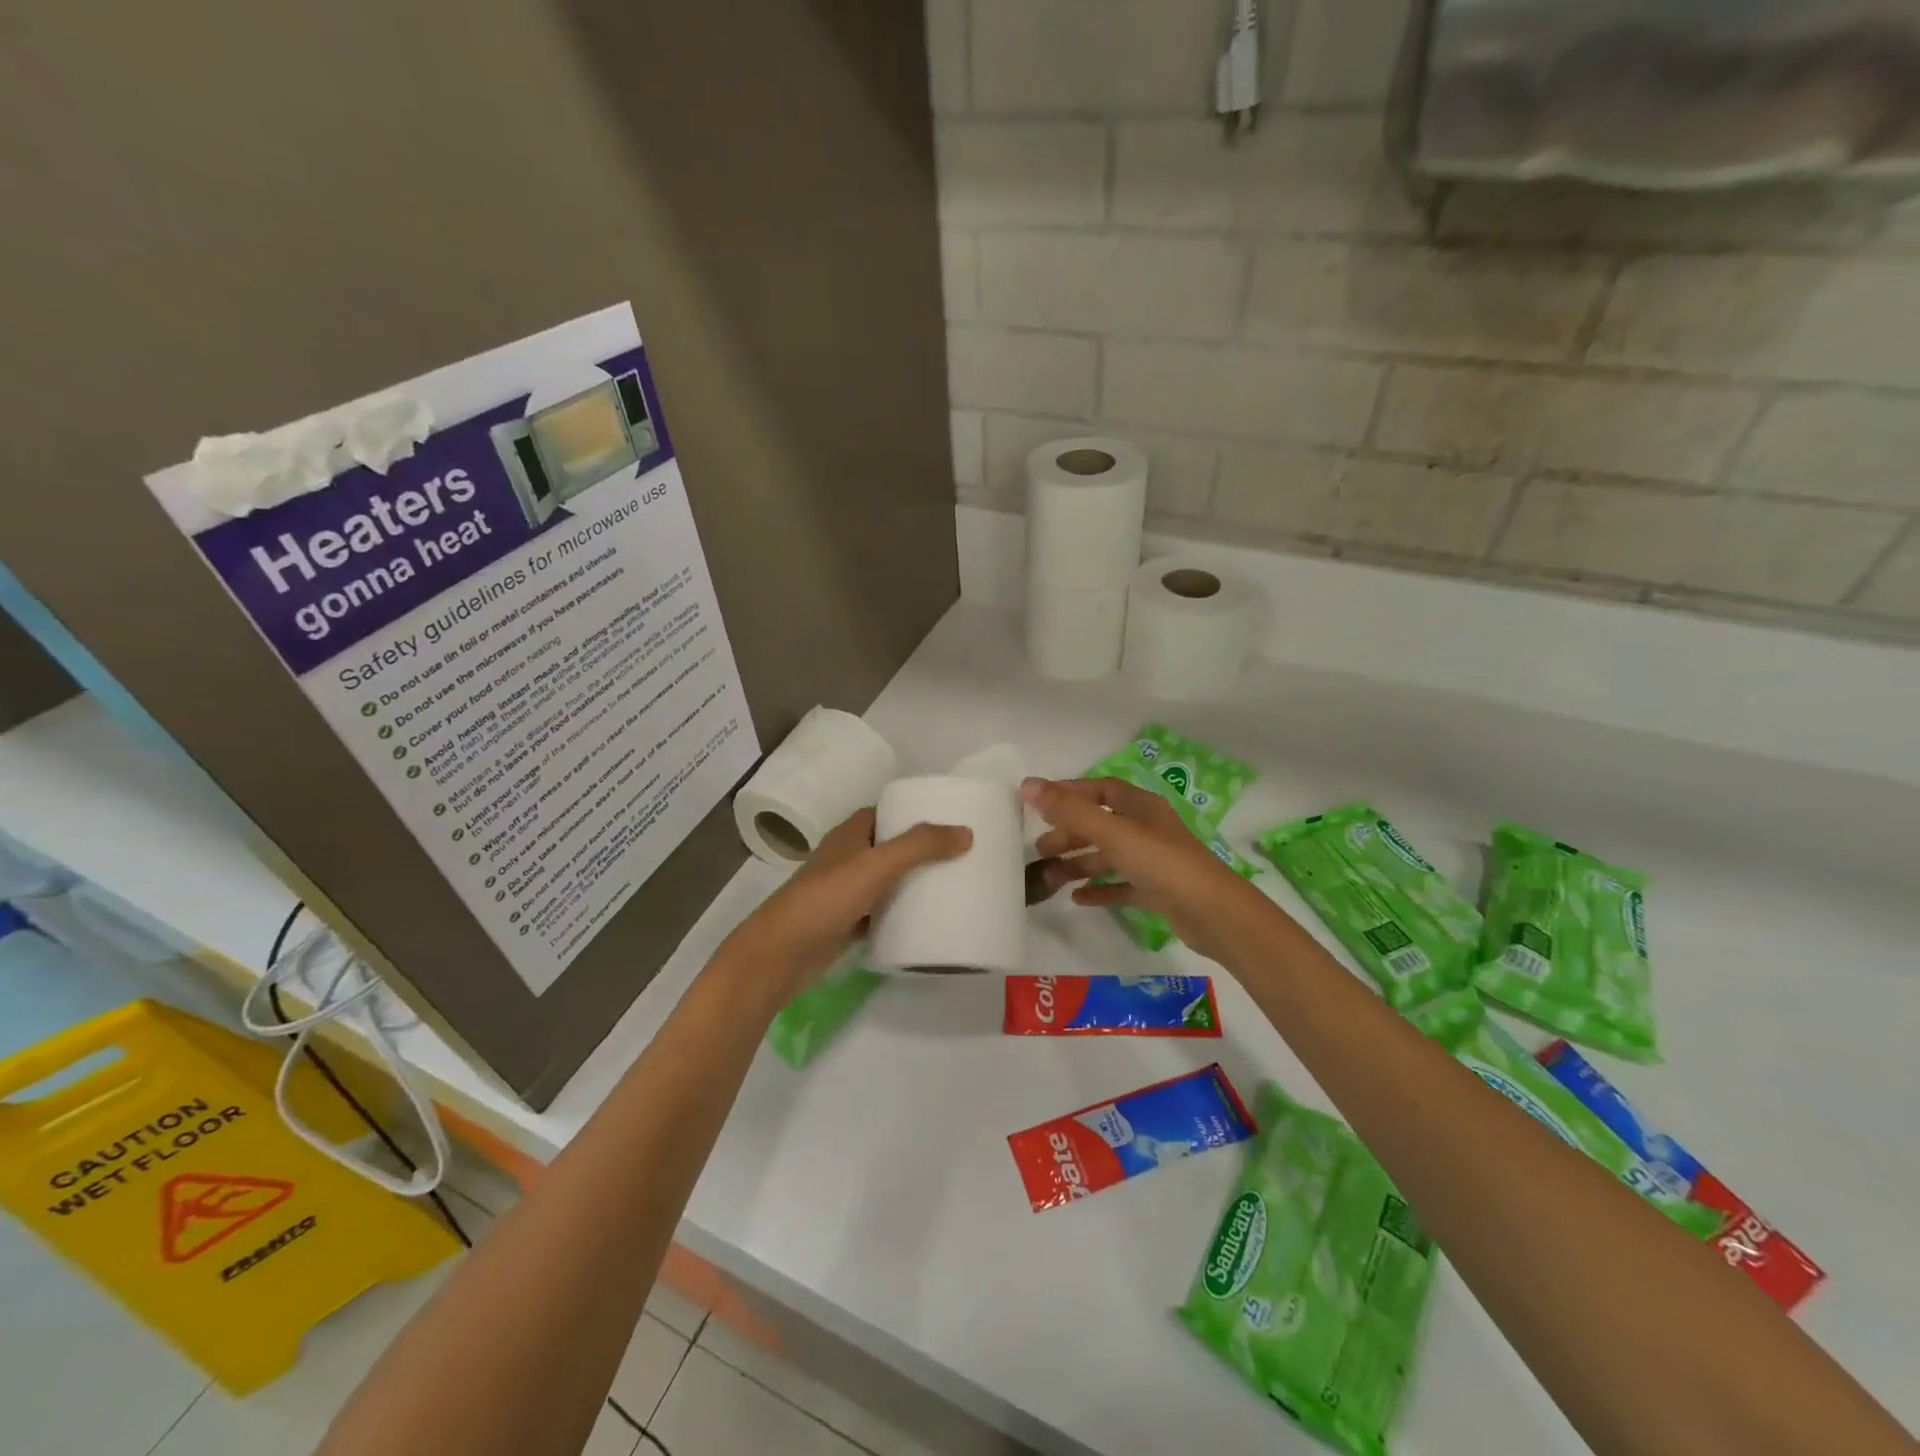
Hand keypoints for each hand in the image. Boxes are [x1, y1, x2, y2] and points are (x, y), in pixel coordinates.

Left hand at [724, 808, 970, 998]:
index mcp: (849, 835)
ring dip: (909, 883)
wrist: (780, 954)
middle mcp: (844, 859)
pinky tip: (923, 922)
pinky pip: (878, 914)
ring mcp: (842, 893)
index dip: (910, 813)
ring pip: (883, 882)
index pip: (883, 813)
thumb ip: (921, 846)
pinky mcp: (843, 925)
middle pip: (886, 847)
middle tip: (956, 856)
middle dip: (917, 850)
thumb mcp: (877, 865)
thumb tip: (966, 832)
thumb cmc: (826, 898)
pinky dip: (897, 915)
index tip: (946, 820)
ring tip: (949, 886)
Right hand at [1023, 776, 1267, 962]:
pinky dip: (1100, 888)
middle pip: (1101, 824)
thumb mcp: (1113, 833)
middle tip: (1040, 849)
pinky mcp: (1157, 891)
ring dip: (1079, 864)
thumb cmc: (1162, 863)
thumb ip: (1070, 811)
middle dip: (1070, 834)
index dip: (1070, 793)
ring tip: (1050, 878)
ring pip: (1109, 856)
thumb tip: (1028, 785)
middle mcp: (1147, 829)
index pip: (1101, 789)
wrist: (1213, 913)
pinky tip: (1078, 898)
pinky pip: (1121, 885)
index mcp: (1141, 807)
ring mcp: (1153, 861)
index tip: (1039, 805)